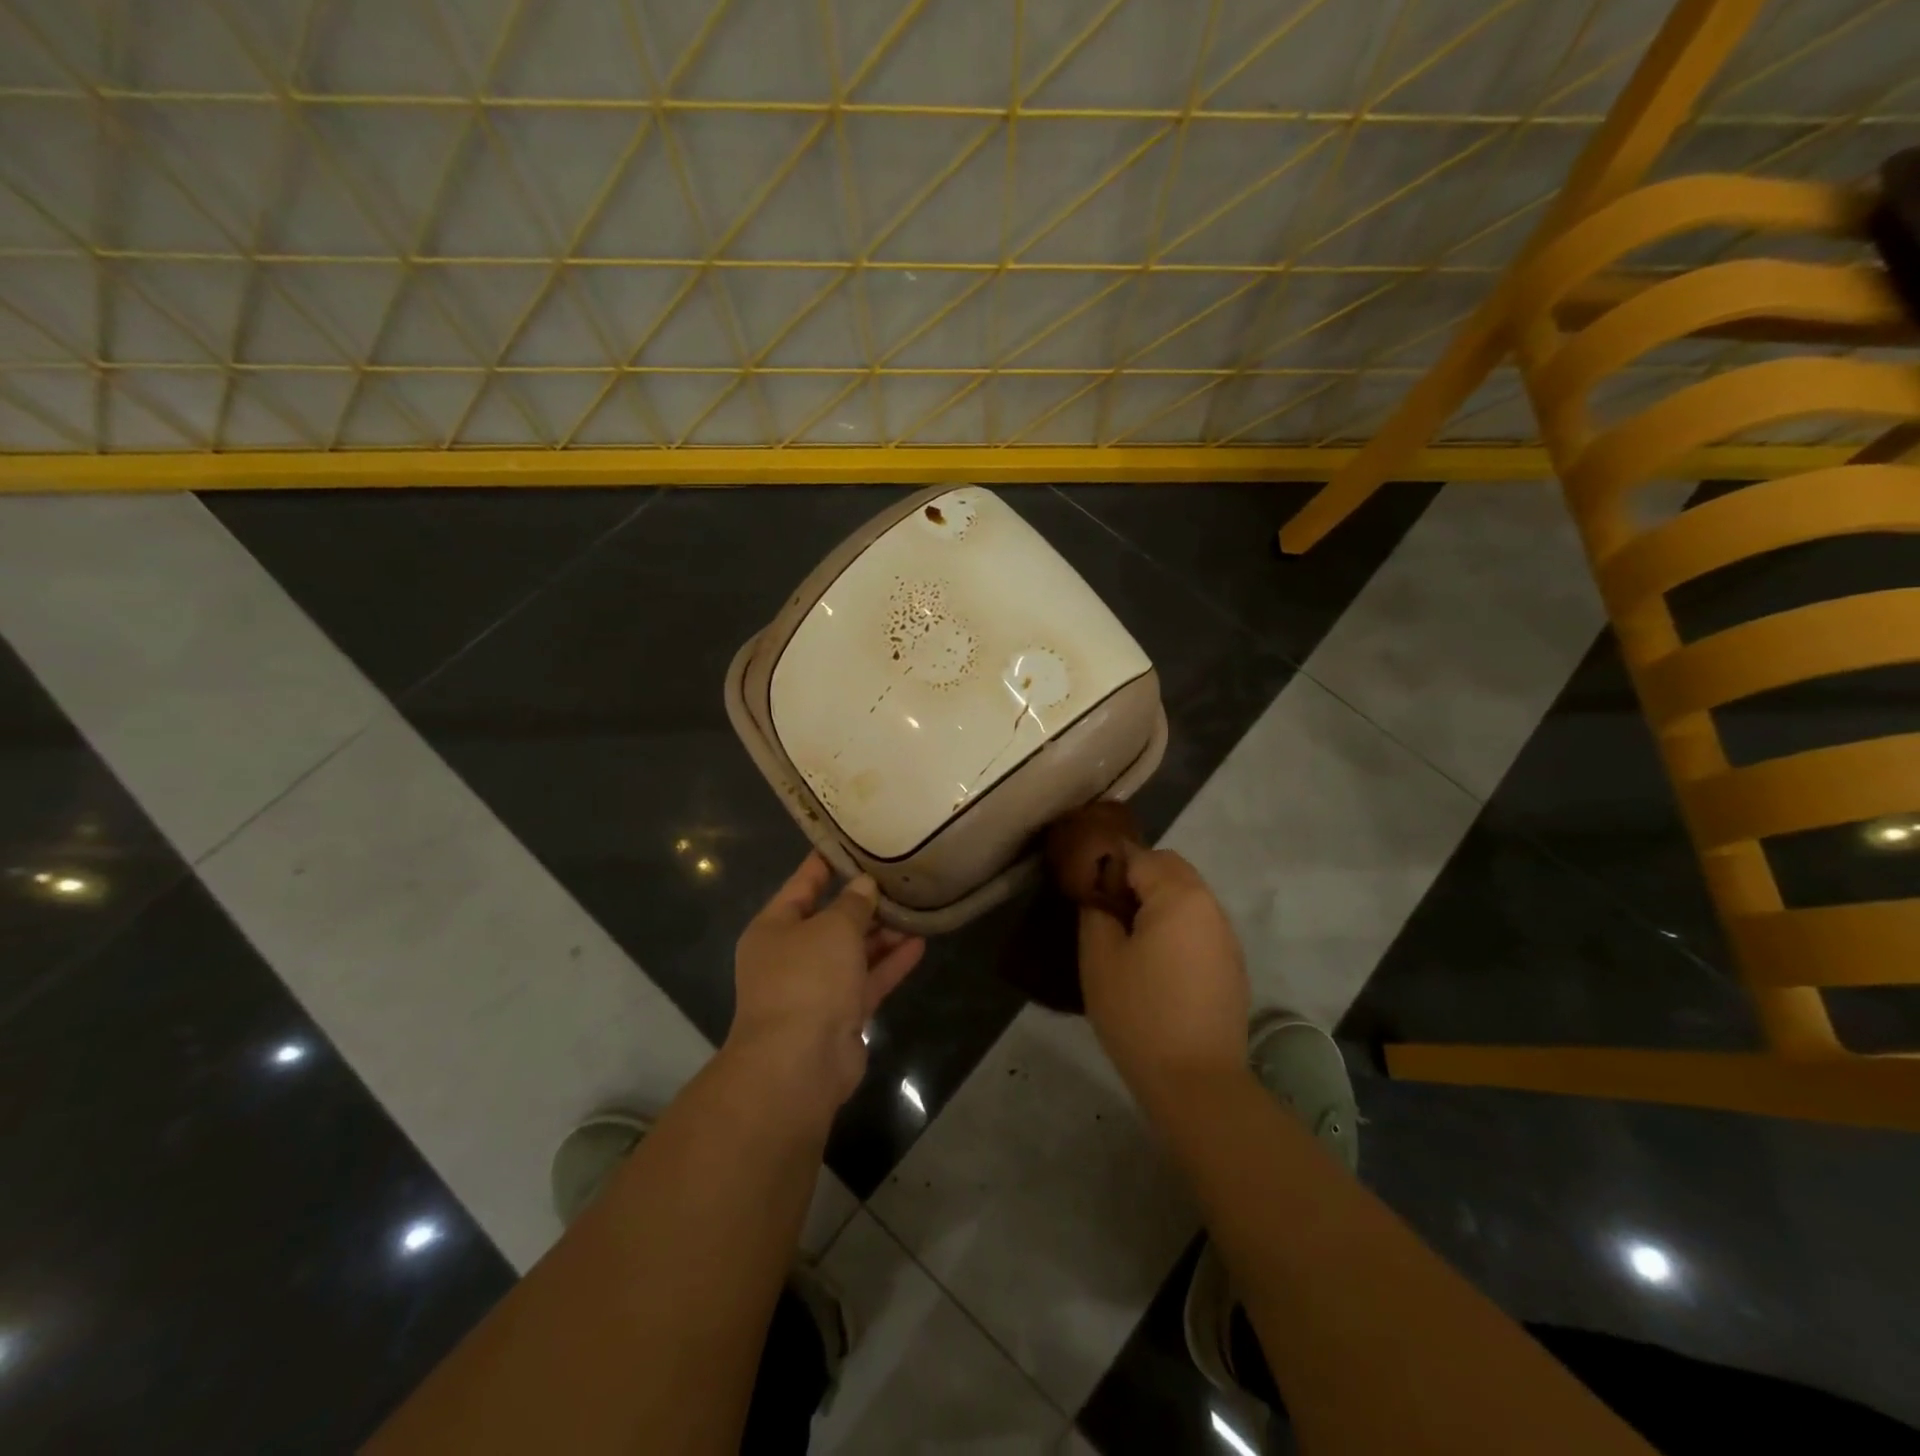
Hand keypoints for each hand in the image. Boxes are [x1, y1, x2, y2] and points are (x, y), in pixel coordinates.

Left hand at [728, 853, 925, 1114]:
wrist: (799, 1063)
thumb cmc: (807, 979)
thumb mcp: (832, 928)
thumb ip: (852, 904)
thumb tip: (864, 885)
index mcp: (774, 928)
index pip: (802, 884)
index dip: (826, 862)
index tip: (854, 841)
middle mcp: (791, 955)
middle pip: (831, 920)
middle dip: (864, 902)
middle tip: (898, 876)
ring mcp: (816, 988)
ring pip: (853, 952)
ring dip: (882, 933)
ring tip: (916, 907)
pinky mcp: (840, 1015)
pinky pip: (867, 980)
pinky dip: (890, 963)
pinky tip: (920, 943)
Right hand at [1079, 846, 1248, 1106]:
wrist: (1196, 1082)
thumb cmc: (1140, 1014)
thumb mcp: (1099, 959)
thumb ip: (1096, 913)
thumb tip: (1101, 897)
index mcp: (1179, 896)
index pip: (1139, 855)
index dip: (1107, 866)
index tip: (1086, 891)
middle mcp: (1210, 906)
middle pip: (1170, 868)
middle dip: (1136, 877)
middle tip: (1105, 909)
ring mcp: (1226, 937)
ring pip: (1188, 896)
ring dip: (1158, 901)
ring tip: (1128, 936)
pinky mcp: (1232, 965)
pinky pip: (1199, 925)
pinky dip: (1176, 926)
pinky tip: (1155, 961)